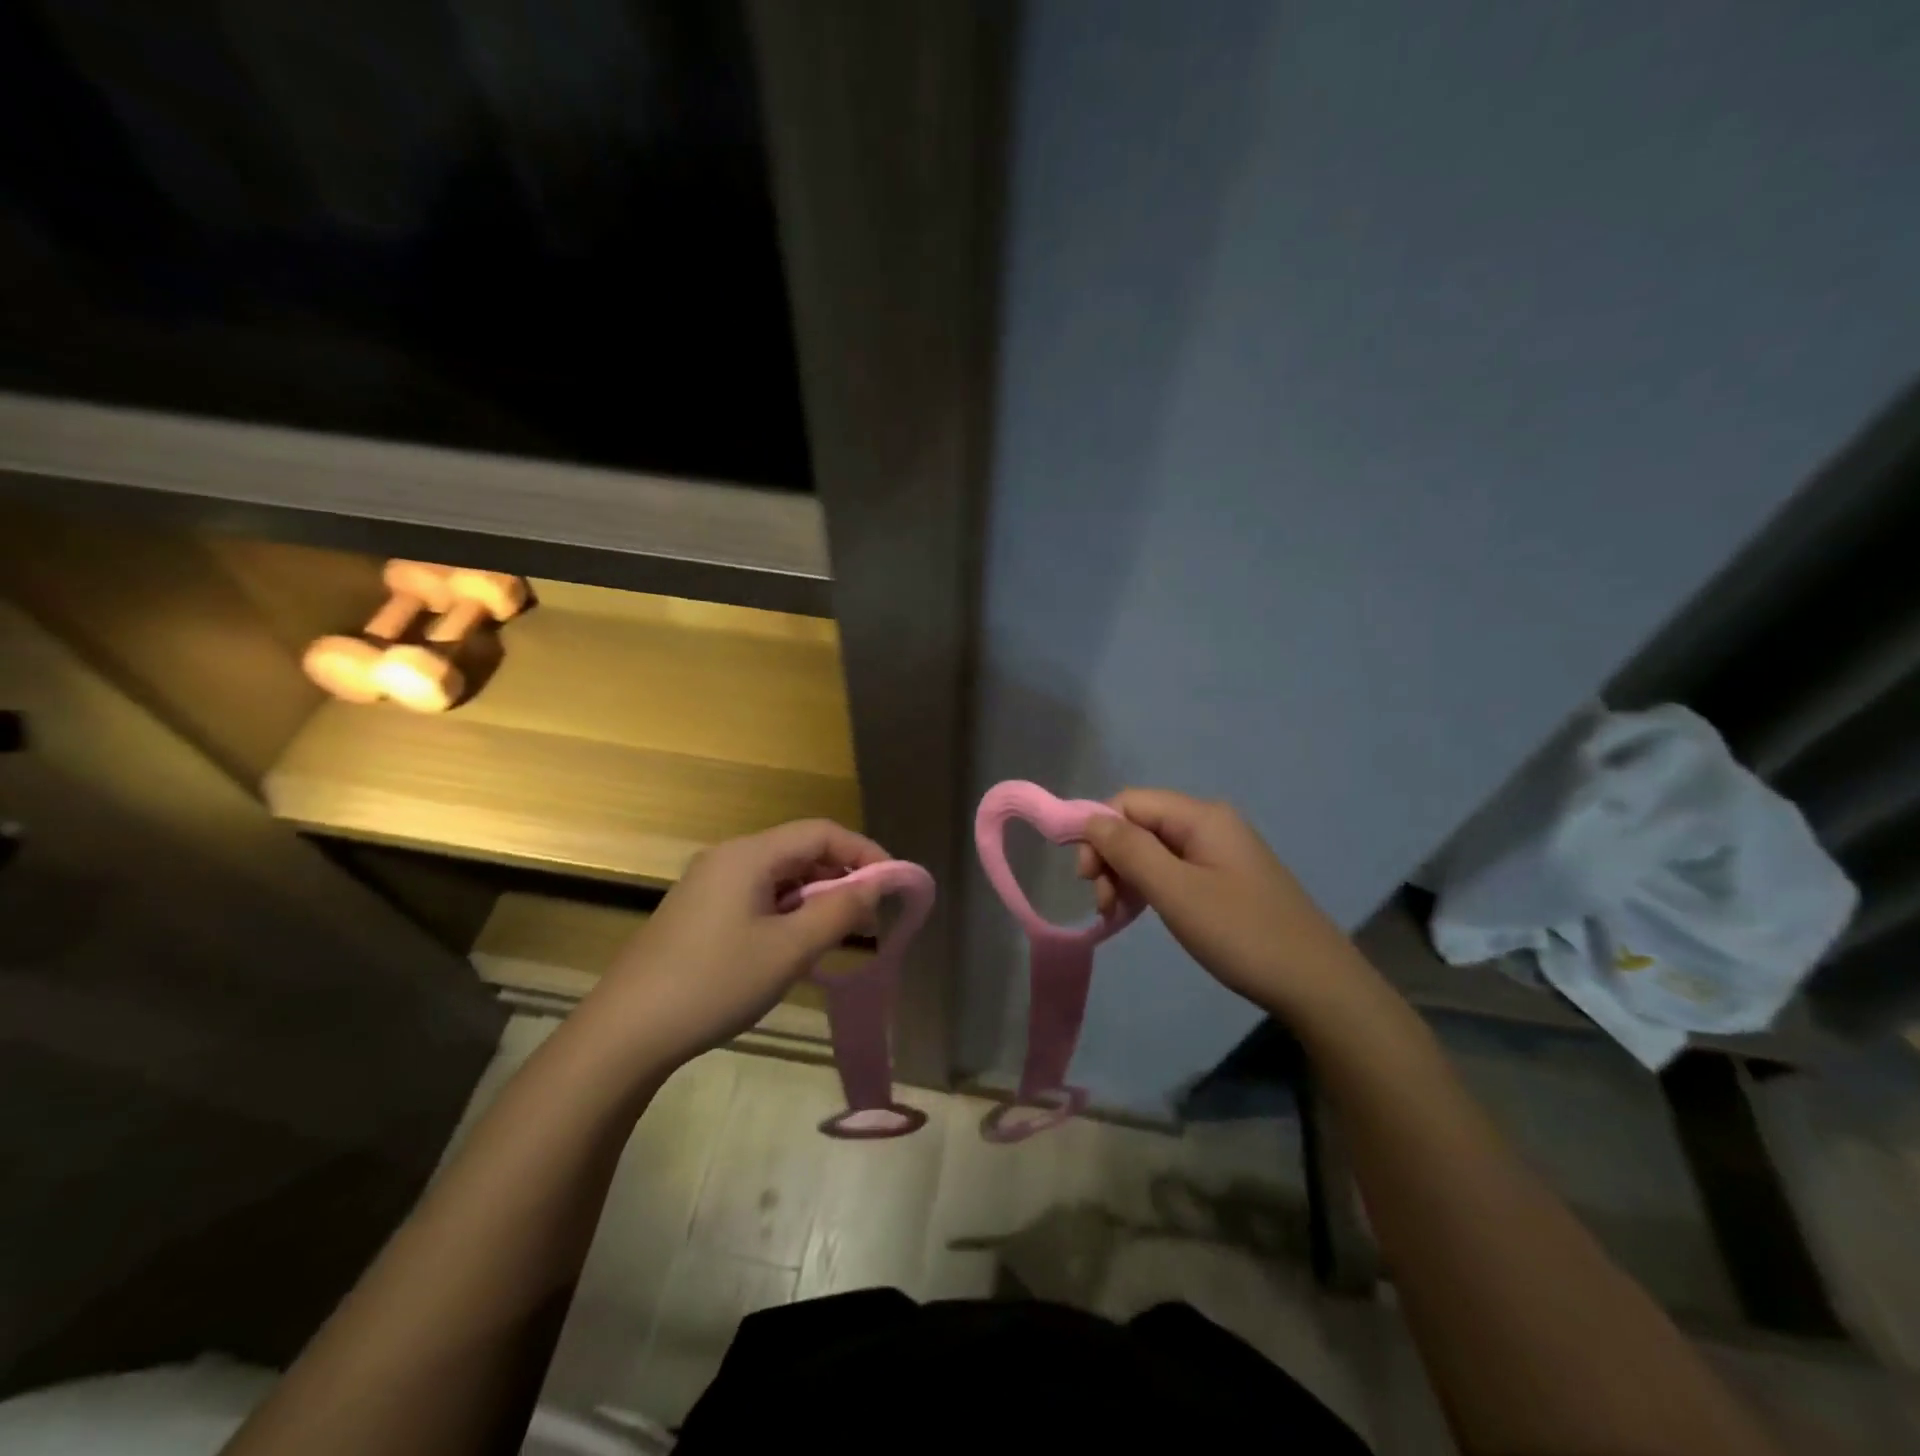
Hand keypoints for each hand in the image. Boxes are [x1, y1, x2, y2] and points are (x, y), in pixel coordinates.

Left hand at [584, 819, 887, 1066]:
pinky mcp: (699, 911)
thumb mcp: (789, 950)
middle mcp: (728, 857)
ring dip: (815, 897)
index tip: (892, 884)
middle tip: (870, 916)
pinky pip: (758, 896)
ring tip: (839, 934)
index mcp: (749, 855)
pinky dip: (788, 911)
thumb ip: (839, 911)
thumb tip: (875, 886)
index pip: (821, 832)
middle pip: (800, 850)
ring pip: (780, 876)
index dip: (863, 852)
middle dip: (841, 876)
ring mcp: (709, 884)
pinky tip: (796, 945)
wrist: (626, 1032)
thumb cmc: (714, 983)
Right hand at [1077, 789, 1379, 1019]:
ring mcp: (1219, 851)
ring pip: (1153, 849)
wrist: (1316, 984)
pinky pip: (1172, 869)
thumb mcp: (1175, 890)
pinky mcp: (1224, 878)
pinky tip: (1139, 913)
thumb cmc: (1240, 933)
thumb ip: (1129, 850)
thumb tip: (1089, 820)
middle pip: (1139, 824)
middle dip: (1111, 858)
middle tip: (1102, 904)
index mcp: (1201, 816)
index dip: (1098, 832)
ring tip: (1116, 915)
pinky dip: (1149, 887)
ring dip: (1126, 876)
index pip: (1128, 803)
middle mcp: (1210, 824)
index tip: (1086, 879)